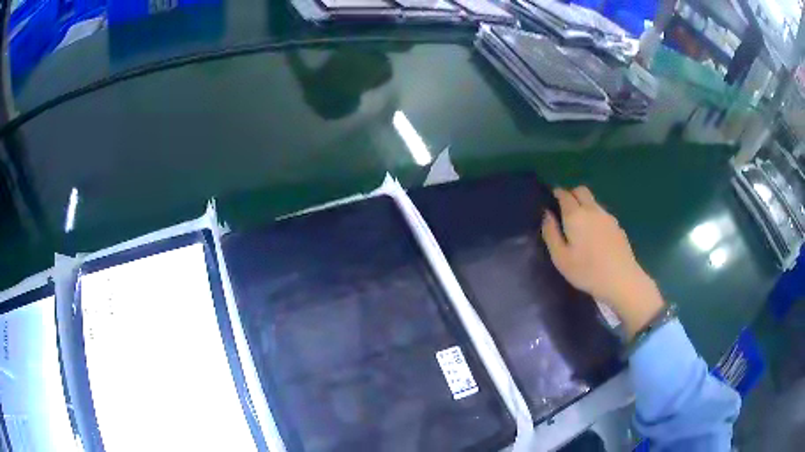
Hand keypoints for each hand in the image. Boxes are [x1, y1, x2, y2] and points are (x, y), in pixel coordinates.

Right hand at [541, 187, 664, 338]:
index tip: (551, 200)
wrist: (621, 279)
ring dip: (584, 205)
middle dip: (571, 194)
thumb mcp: (560, 258)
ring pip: (593, 202)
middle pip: (581, 191)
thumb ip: (551, 233)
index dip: (557, 194)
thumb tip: (546, 214)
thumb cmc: (587, 271)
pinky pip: (602, 213)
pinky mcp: (617, 226)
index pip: (564, 195)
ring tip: (580, 225)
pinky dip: (595, 216)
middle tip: (565, 209)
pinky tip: (595, 235)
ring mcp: (607, 217)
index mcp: (575, 215)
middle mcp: (592, 210)